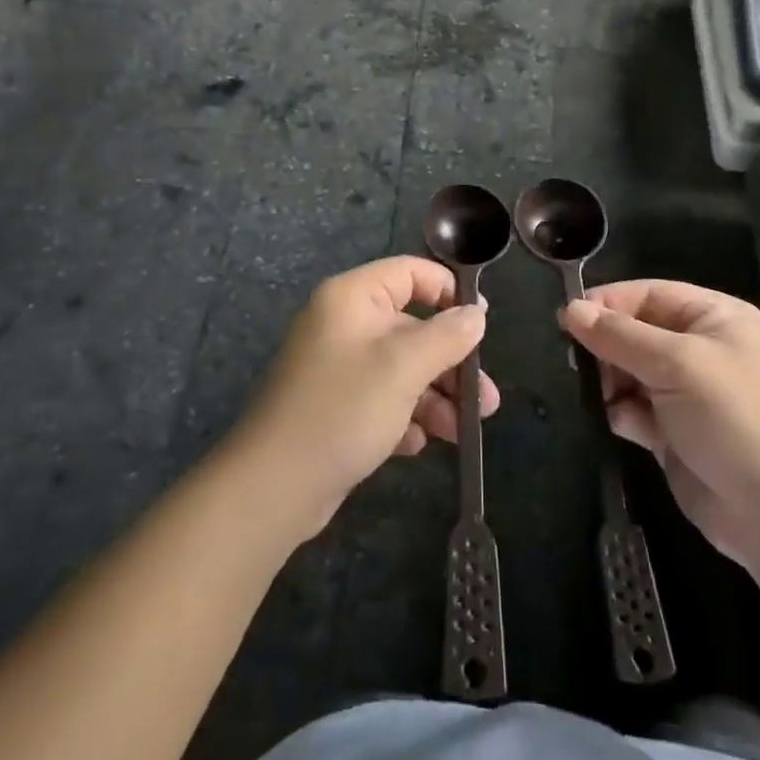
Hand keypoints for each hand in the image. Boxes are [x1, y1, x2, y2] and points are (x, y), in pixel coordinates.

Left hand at [231, 257, 498, 541]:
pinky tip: (416, 443)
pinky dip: (404, 417)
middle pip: (411, 327)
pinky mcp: (335, 407)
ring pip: (401, 369)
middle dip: (450, 363)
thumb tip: (476, 314)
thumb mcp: (404, 367)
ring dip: (435, 396)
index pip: (409, 273)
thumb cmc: (343, 409)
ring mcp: (338, 368)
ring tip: (463, 430)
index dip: (447, 291)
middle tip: (485, 399)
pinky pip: (381, 399)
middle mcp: (343, 325)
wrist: (274, 486)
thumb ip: (446, 336)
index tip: (481, 322)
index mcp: (351, 298)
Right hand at [560, 281, 759, 563]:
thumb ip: (619, 335)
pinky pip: (634, 410)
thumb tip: (570, 310)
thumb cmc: (736, 419)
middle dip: (606, 346)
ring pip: (629, 372)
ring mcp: (688, 394)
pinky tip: (617, 423)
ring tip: (596, 395)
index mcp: (714, 318)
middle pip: (635, 332)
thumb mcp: (677, 363)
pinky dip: (620, 413)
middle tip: (577, 364)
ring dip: (609, 382)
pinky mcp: (674, 434)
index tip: (566, 320)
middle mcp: (701, 350)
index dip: (608, 303)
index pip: (648, 294)